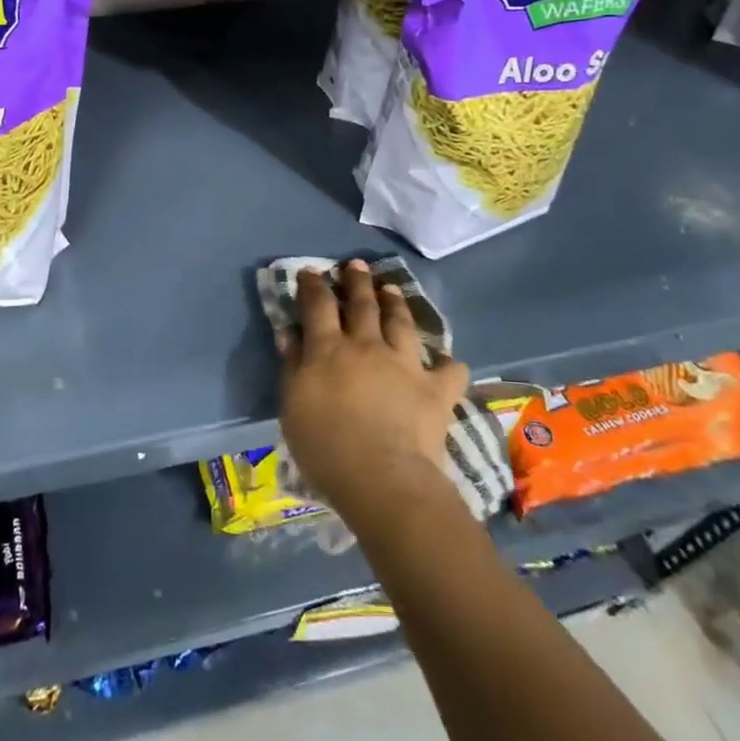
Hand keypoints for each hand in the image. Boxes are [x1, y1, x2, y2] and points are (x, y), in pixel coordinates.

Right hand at [277, 260, 468, 528]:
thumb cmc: (324, 444)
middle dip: (357, 281)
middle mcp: (367, 345)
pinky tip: (449, 362)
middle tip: (356, 265)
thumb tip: (290, 332)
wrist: (381, 475)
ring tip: (391, 288)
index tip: (310, 272)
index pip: (318, 304)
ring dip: (395, 303)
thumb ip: (292, 364)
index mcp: (328, 348)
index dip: (313, 285)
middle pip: (362, 304)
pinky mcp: (435, 389)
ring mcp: (405, 364)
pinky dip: (448, 365)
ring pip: (401, 323)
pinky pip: (448, 371)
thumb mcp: (292, 403)